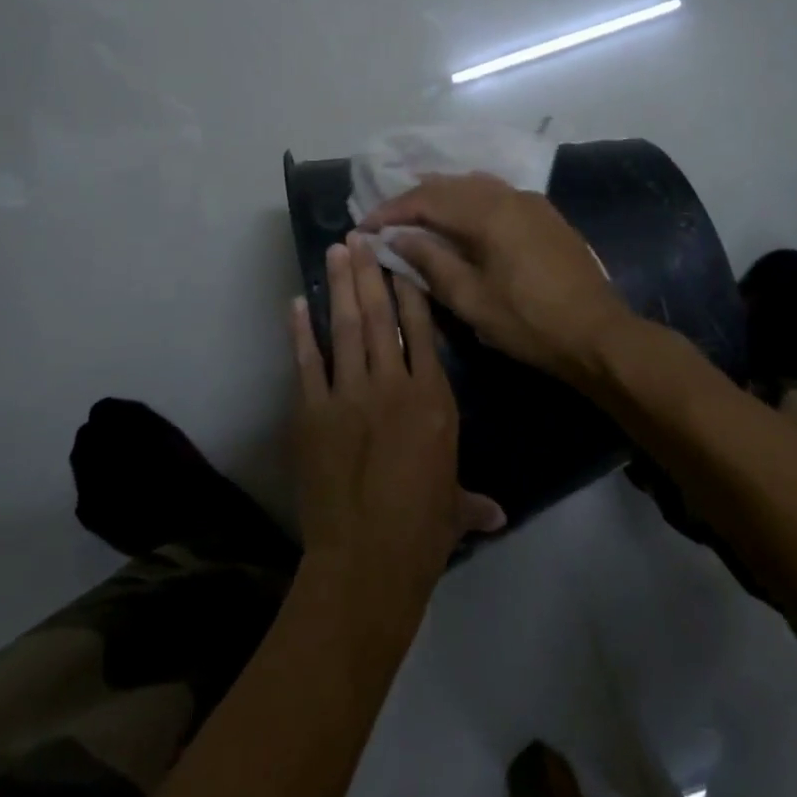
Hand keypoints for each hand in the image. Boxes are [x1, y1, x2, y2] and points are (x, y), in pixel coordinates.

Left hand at [290, 235, 505, 614]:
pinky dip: (301, 331)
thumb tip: (498, 515)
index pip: (422, 331)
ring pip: (346, 327)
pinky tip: (298, 303)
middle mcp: (392, 384)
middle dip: (371, 272)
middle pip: (380, 316)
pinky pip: (308, 362)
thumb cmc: (421, 531)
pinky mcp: (312, 412)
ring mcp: (348, 394)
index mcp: (432, 399)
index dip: (411, 291)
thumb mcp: (453, 509)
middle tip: (360, 236)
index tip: (402, 258)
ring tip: (336, 250)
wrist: (366, 560)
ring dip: (340, 286)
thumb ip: (473, 502)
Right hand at [360, 173, 633, 384]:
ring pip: (475, 186)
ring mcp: (532, 202)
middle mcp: (510, 195)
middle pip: (450, 185)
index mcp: (489, 213)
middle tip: (385, 218)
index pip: (427, 199)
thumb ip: (431, 261)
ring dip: (441, 196)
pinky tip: (460, 218)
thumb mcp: (471, 299)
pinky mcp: (545, 216)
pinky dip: (468, 201)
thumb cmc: (529, 322)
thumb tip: (396, 236)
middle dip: (413, 199)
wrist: (598, 334)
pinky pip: (496, 195)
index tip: (364, 226)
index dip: (391, 210)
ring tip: (415, 213)